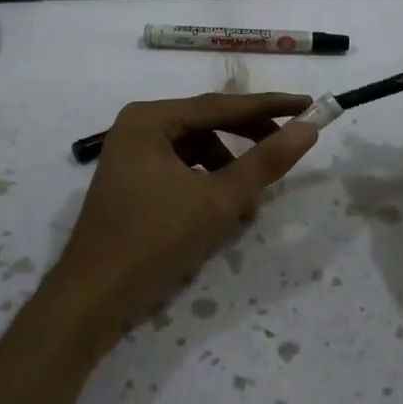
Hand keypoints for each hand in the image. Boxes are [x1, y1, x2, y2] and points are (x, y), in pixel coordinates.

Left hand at [49, 93, 318, 350]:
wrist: (94, 298)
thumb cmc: (154, 240)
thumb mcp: (219, 200)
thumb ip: (265, 162)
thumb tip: (309, 128)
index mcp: (151, 119)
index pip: (221, 105)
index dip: (269, 107)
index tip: (308, 105)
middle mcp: (139, 128)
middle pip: (207, 124)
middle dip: (248, 141)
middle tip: (287, 149)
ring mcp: (133, 156)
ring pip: (197, 151)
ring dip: (228, 171)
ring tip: (249, 204)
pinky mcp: (134, 183)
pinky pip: (182, 171)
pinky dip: (207, 186)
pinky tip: (224, 213)